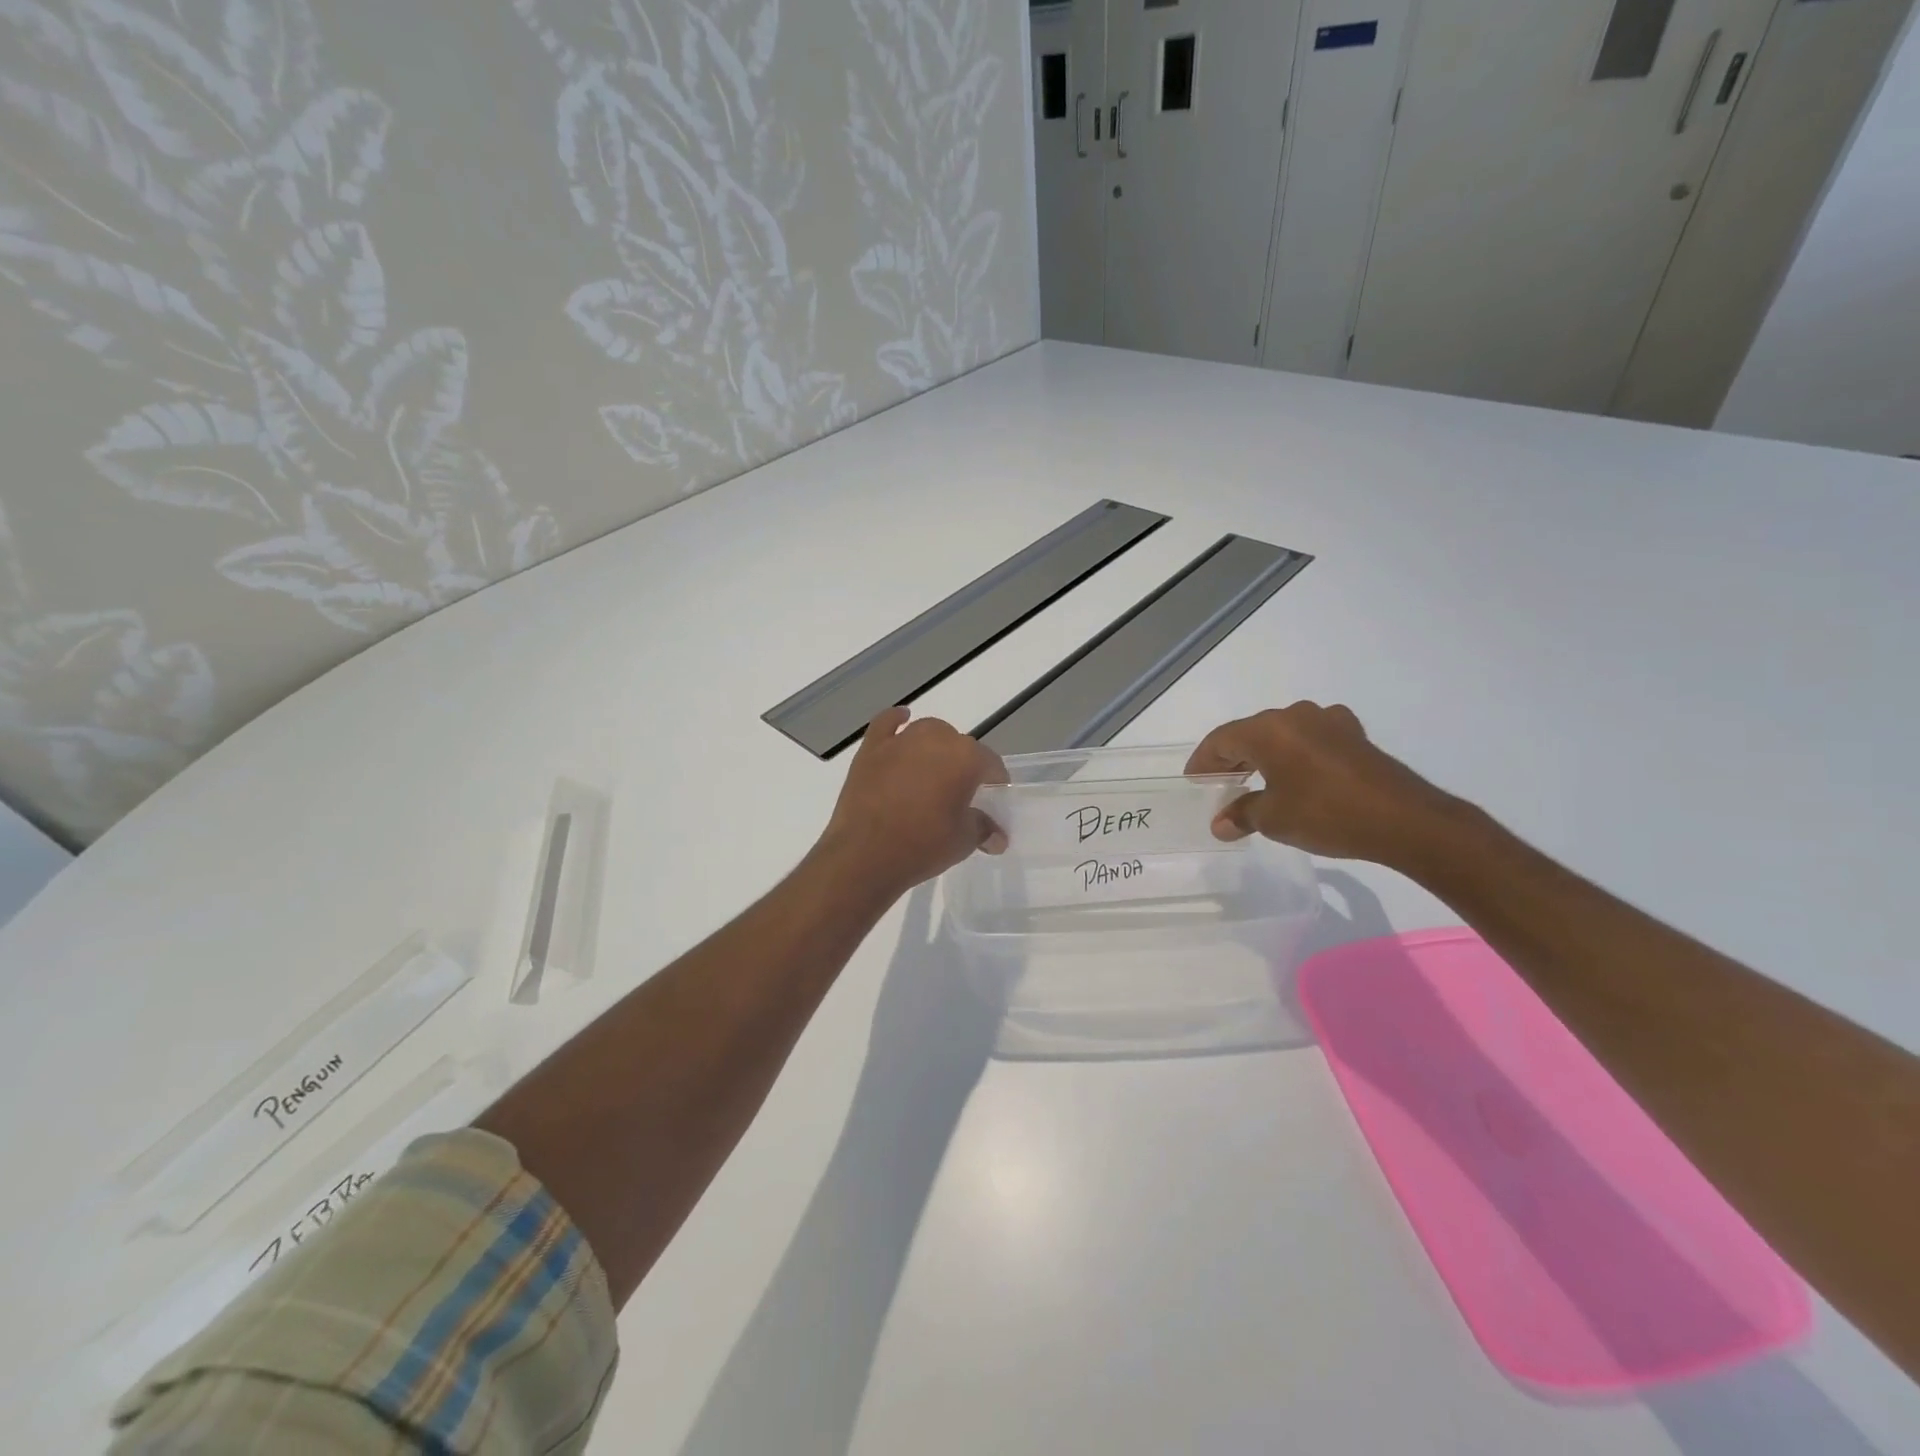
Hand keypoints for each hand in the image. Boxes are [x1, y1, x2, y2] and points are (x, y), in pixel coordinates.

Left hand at [820, 708, 1006, 895]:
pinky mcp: (871, 749)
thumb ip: (983, 829)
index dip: (995, 781)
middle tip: (959, 793)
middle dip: (963, 765)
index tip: (992, 799)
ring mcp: (900, 741)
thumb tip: (997, 836)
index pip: (990, 763)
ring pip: (927, 732)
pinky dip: (896, 721)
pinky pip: (887, 723)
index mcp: (965, 757)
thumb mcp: (963, 841)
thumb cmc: (922, 846)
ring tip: (932, 772)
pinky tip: (901, 721)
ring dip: (935, 746)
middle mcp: (935, 739)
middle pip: (959, 745)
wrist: (864, 855)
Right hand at [1185, 702, 1461, 864]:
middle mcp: (1295, 716)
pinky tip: (1297, 774)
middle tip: (1219, 783)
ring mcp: (1328, 721)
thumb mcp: (1274, 819)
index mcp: (1268, 730)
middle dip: (1231, 758)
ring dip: (1263, 755)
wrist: (1404, 820)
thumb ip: (1242, 815)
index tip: (1193, 781)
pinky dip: (1294, 754)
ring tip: (1254, 781)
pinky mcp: (1354, 735)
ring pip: (1281, 734)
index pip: (1221, 740)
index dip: (1203, 761)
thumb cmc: (1326, 814)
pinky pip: (1311, 738)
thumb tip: (1220, 824)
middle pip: (1250, 733)